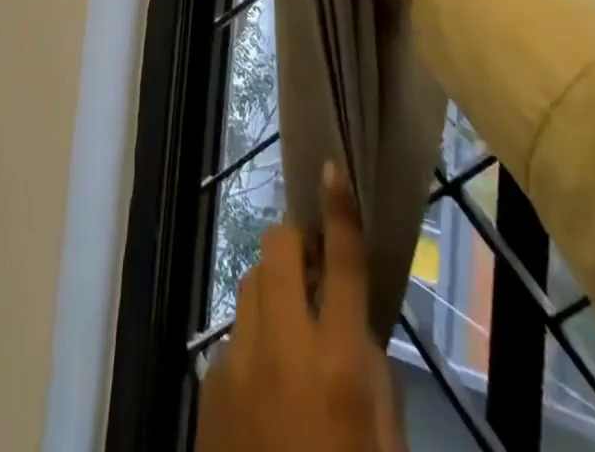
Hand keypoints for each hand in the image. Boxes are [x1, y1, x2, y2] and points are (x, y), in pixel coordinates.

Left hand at [200, 165, 403, 451]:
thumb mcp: (384, 446)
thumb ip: (373, 377)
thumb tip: (354, 325)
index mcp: (337, 365)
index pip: (341, 266)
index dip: (339, 212)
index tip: (332, 169)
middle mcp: (282, 348)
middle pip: (277, 251)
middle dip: (295, 243)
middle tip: (312, 264)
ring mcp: (237, 360)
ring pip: (250, 284)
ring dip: (273, 291)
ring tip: (292, 329)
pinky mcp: (209, 381)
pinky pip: (234, 335)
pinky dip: (253, 341)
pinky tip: (267, 385)